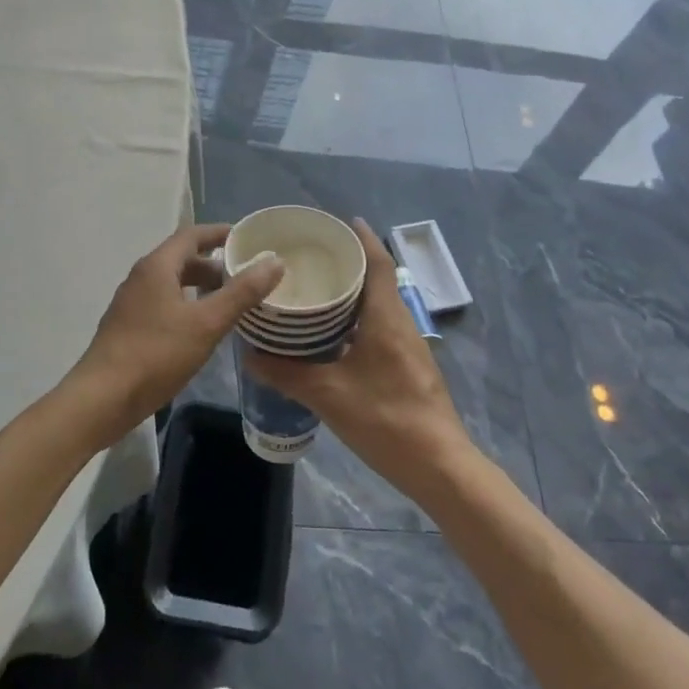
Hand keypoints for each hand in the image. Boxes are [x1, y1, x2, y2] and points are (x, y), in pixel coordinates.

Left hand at [67, 224, 283, 450]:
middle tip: (246, 276)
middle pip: (182, 259)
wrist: (102, 398)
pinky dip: (187, 306)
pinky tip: (202, 330)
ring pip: (173, 284)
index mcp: (157, 266)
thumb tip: (274, 262)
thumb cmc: (156, 354)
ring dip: (201, 288)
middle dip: (214, 264)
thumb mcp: (206, 323)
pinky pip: (164, 304)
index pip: (191, 235)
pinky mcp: (128, 327)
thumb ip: (241, 292)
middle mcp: (141, 277)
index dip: (220, 233)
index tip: (248, 238)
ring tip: (230, 302)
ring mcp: (131, 303)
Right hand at [244, 219, 475, 499]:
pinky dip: (357, 319)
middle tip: (312, 256)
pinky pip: (380, 326)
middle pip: (377, 280)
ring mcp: (408, 346)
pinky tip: (332, 335)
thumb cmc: (386, 419)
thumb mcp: (328, 396)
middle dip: (349, 263)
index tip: (339, 222)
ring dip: (353, 293)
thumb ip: (287, 374)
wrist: (439, 466)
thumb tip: (249, 354)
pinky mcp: (408, 366)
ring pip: (378, 305)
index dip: (362, 238)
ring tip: (315, 290)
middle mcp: (400, 323)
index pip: (377, 263)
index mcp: (386, 317)